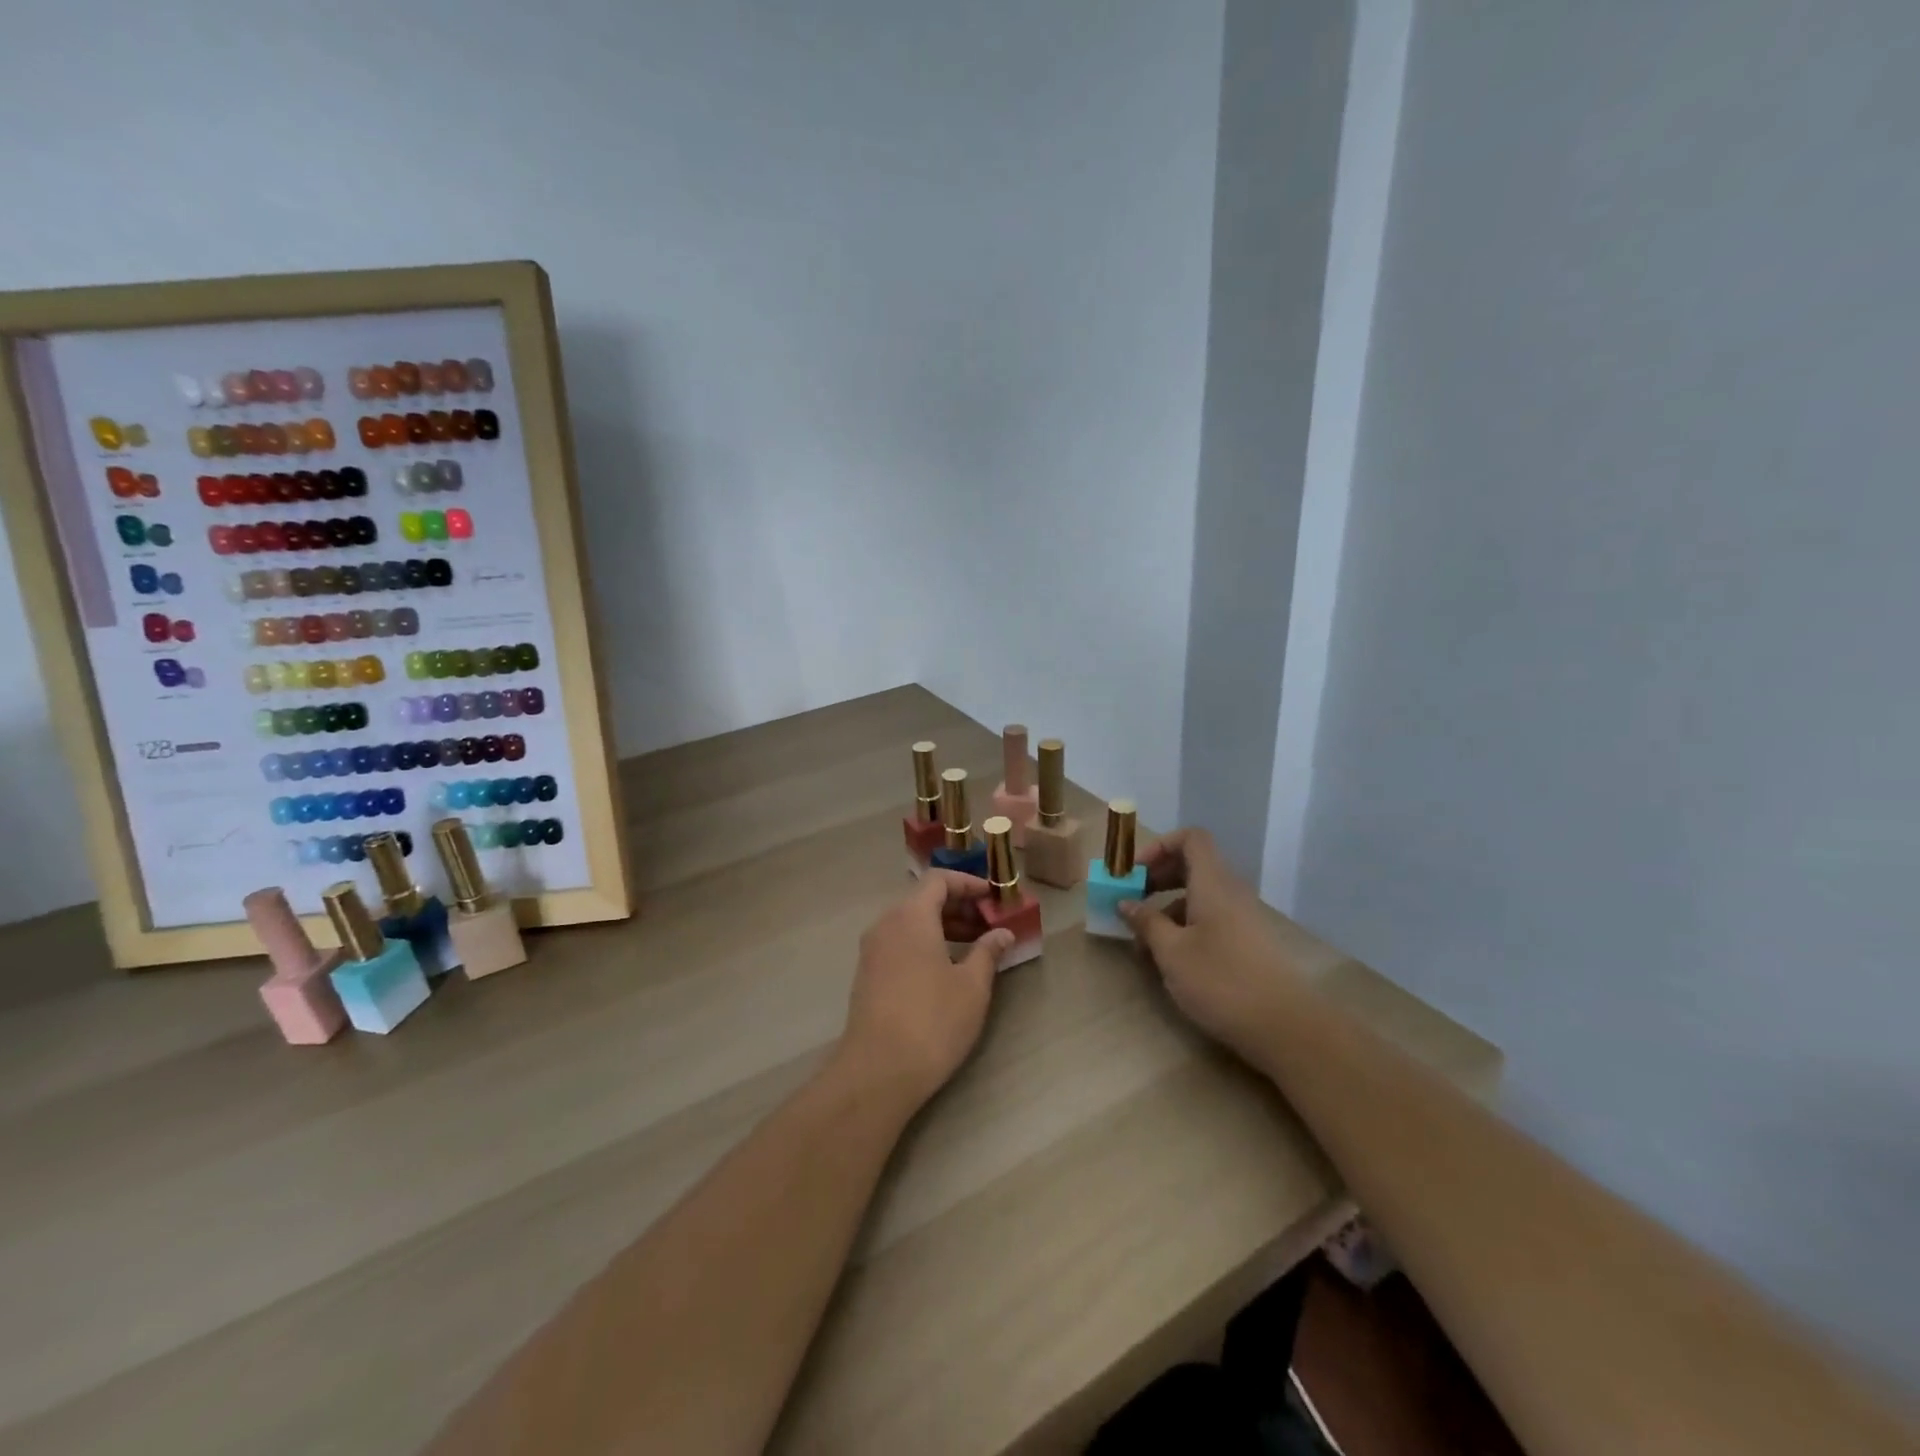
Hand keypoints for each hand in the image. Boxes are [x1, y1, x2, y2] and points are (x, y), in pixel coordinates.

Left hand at [838, 871, 1015, 1108]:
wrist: (878, 1071)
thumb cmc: (933, 1020)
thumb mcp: (972, 986)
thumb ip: (988, 952)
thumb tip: (1002, 933)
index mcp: (911, 916)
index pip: (939, 880)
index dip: (968, 883)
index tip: (993, 897)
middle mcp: (886, 924)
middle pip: (923, 899)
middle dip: (958, 906)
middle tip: (989, 923)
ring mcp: (872, 950)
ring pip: (910, 922)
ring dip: (942, 926)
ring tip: (974, 947)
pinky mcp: (867, 974)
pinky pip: (899, 942)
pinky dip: (924, 943)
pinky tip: (946, 968)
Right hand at [1118, 828, 1300, 1066]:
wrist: (1285, 1027)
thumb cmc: (1221, 981)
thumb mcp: (1172, 953)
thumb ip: (1146, 923)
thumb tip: (1126, 903)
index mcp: (1213, 883)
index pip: (1191, 838)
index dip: (1160, 846)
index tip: (1134, 873)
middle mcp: (1230, 892)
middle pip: (1192, 864)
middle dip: (1157, 877)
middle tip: (1131, 900)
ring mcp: (1242, 917)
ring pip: (1199, 895)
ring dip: (1167, 907)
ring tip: (1143, 941)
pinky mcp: (1247, 942)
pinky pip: (1210, 918)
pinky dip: (1185, 926)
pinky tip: (1170, 959)